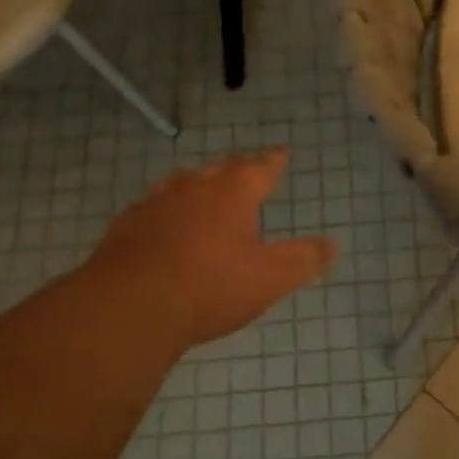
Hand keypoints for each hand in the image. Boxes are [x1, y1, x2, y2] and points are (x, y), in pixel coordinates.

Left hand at [87, 150, 336, 348]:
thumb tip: (332, 245)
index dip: (274, 160)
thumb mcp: (271, 278)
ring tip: (204, 189)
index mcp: (233, 193)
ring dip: (198, 184)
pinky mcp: (126, 227)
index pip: (260, 167)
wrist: (130, 307)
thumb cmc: (211, 286)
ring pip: (182, 183)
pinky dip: (166, 210)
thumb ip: (304, 259)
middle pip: (221, 169)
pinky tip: (163, 224)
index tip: (282, 152)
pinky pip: (152, 208)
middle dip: (238, 168)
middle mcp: (194, 188)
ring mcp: (156, 204)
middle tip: (246, 169)